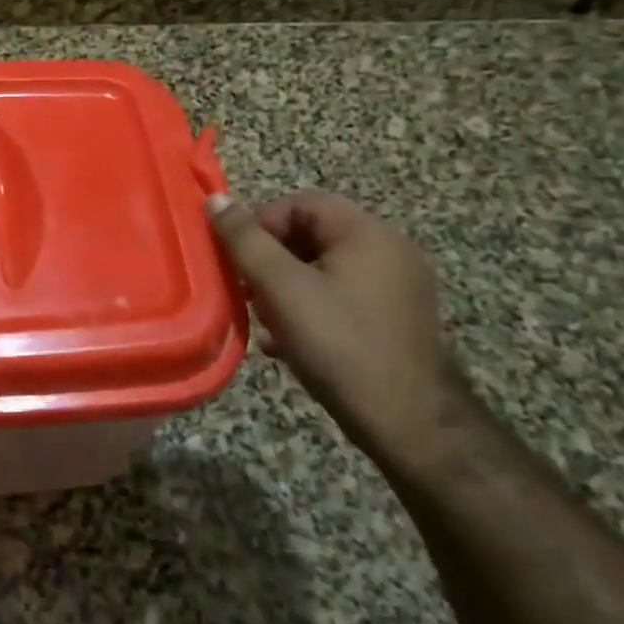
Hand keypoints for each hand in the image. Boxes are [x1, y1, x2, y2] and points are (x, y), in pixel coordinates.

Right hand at [207, 190, 470, 468]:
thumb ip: (245, 241)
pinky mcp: (393, 321)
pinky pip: (339, 297)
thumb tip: (216, 199)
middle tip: (245, 290)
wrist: (407, 424)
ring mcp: (396, 289)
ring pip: (321, 270)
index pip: (301, 203)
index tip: (238, 260)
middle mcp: (389, 252)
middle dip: (269, 260)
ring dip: (283, 288)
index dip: (261, 223)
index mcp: (368, 235)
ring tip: (262, 319)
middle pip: (311, 235)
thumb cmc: (339, 345)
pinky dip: (308, 309)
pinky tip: (285, 341)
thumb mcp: (282, 288)